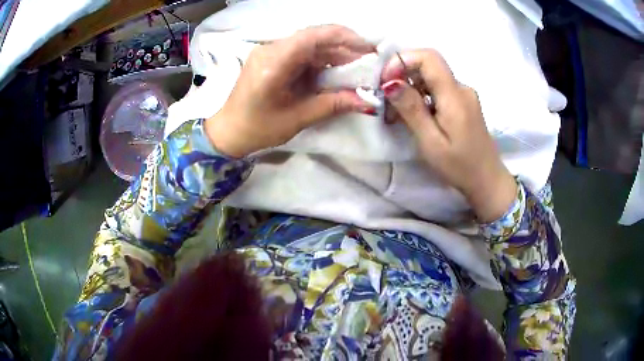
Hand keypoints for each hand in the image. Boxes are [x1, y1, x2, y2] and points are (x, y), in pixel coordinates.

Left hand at [205, 25, 374, 157]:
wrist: (228, 130)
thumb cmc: (257, 128)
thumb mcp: (298, 118)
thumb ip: (333, 104)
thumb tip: (368, 101)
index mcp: (273, 62)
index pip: (313, 36)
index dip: (345, 38)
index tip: (369, 50)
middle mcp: (271, 49)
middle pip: (314, 37)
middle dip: (344, 48)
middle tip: (368, 63)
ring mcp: (270, 50)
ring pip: (310, 43)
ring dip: (334, 54)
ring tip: (356, 69)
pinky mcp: (271, 56)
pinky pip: (301, 51)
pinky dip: (320, 59)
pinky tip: (334, 71)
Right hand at [380, 49, 516, 221]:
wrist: (487, 180)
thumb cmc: (460, 166)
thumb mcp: (431, 142)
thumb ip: (412, 109)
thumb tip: (390, 83)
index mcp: (455, 96)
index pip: (428, 57)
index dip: (402, 60)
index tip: (385, 80)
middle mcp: (461, 88)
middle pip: (428, 65)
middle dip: (402, 76)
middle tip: (386, 101)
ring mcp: (464, 95)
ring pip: (431, 78)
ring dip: (410, 88)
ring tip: (396, 114)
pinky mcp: (463, 103)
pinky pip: (438, 90)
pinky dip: (421, 97)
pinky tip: (414, 116)